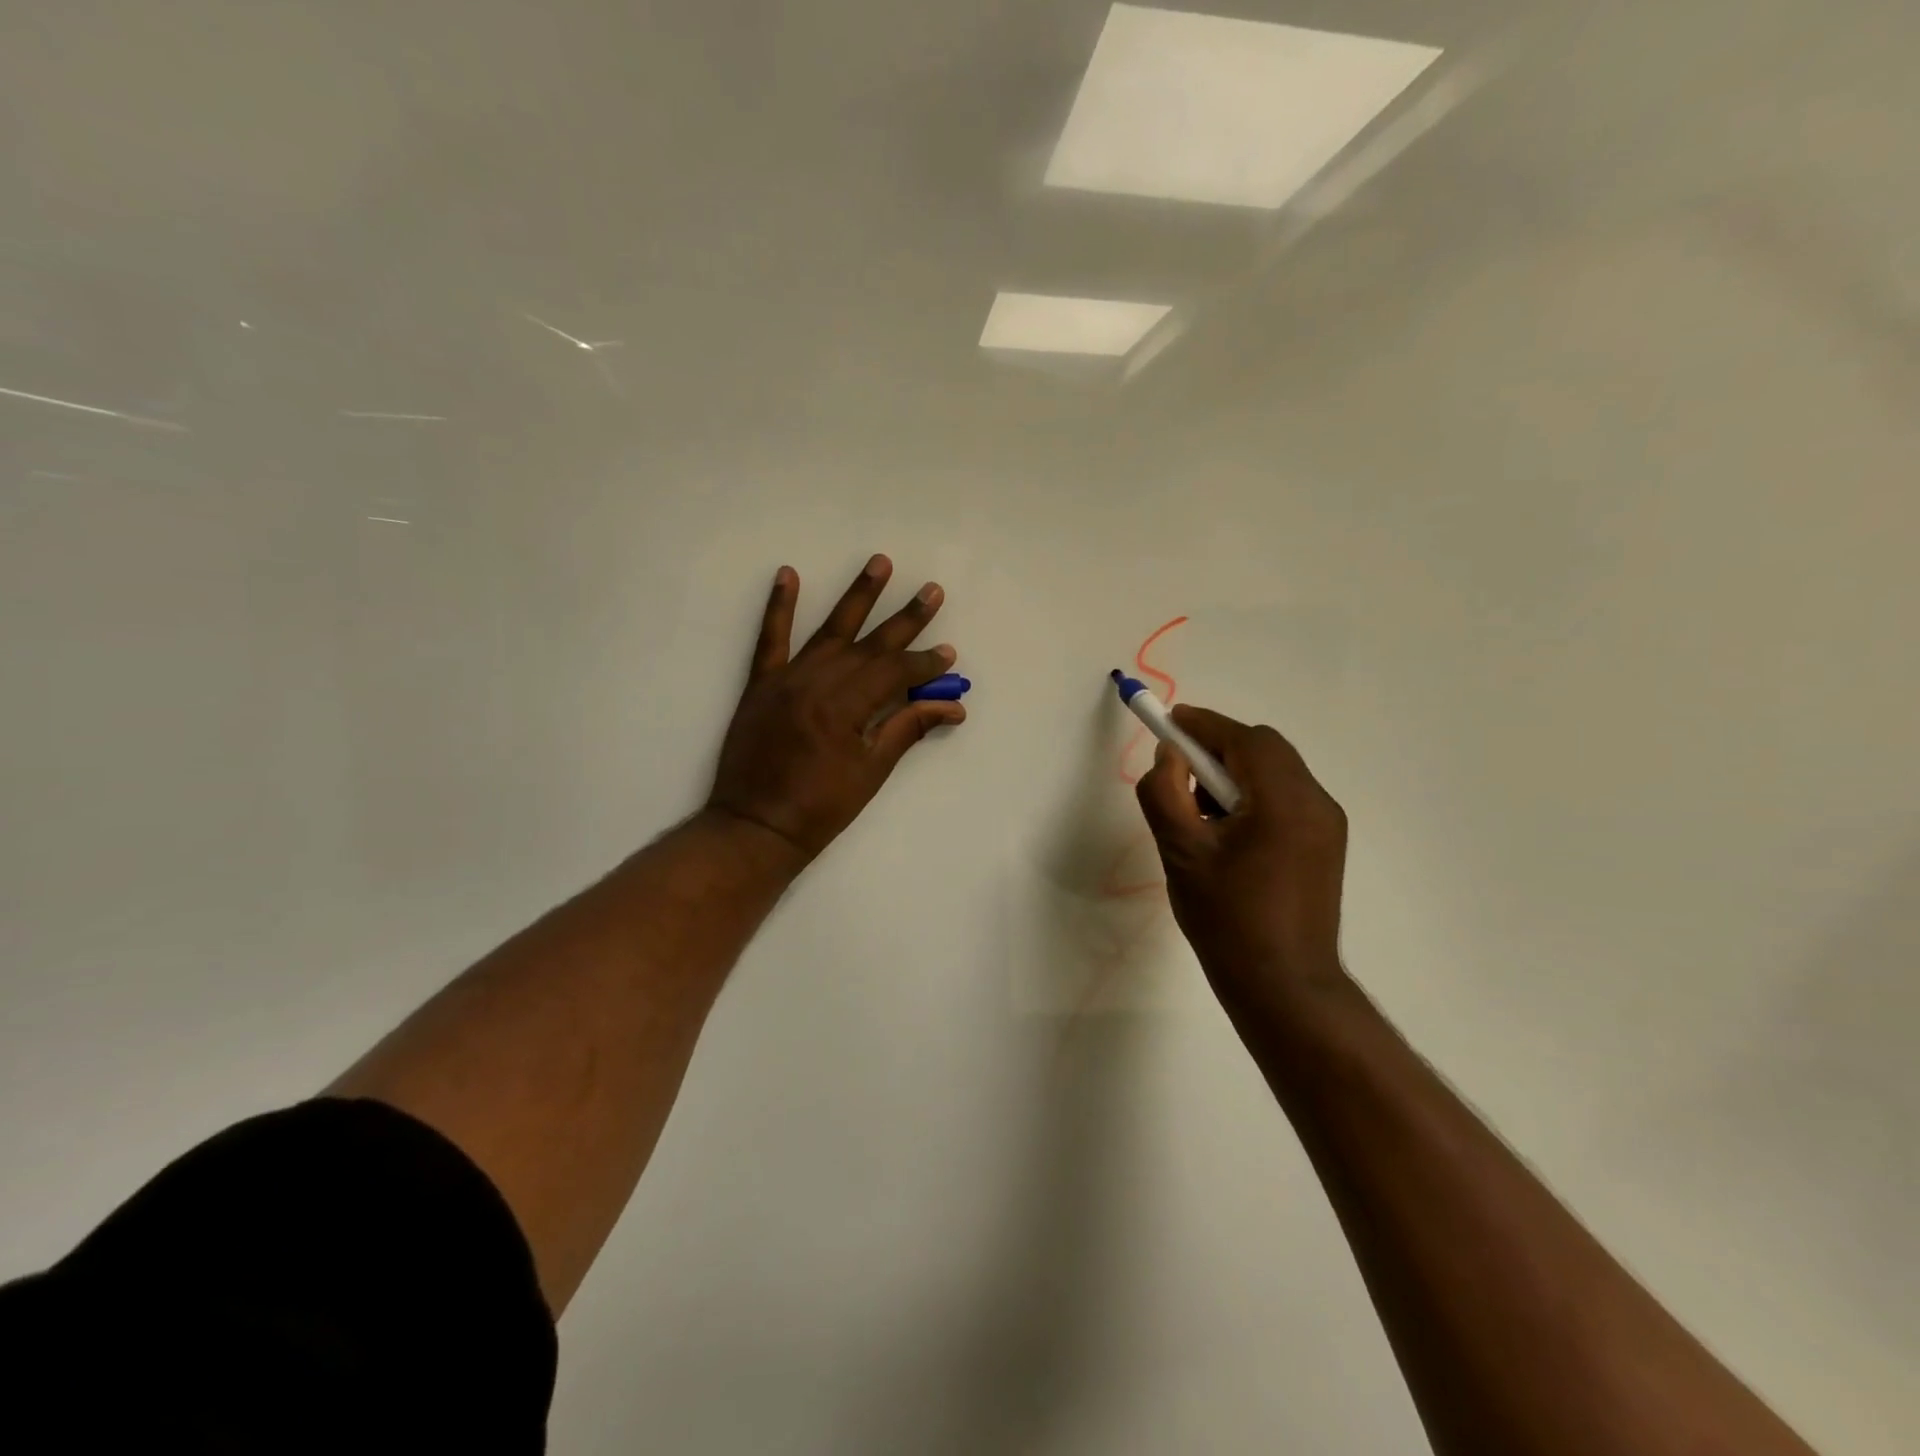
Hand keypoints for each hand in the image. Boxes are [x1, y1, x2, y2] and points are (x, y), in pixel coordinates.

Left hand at [705, 555, 964, 866]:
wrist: (754, 826)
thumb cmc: (820, 808)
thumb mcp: (870, 773)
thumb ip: (906, 730)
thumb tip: (951, 707)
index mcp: (845, 708)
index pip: (894, 672)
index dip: (924, 663)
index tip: (948, 655)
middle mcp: (817, 683)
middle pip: (870, 645)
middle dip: (905, 619)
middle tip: (931, 590)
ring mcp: (786, 680)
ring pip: (829, 631)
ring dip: (857, 597)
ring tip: (880, 563)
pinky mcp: (761, 685)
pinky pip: (770, 639)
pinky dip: (778, 606)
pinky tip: (788, 574)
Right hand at [1135, 706, 1348, 1006]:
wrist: (1283, 987)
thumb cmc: (1227, 920)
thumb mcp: (1180, 852)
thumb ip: (1165, 792)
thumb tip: (1170, 755)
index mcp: (1285, 801)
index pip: (1244, 739)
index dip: (1203, 725)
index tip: (1168, 723)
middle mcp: (1316, 803)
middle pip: (1264, 749)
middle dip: (1217, 749)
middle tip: (1179, 775)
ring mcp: (1327, 825)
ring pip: (1275, 772)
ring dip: (1234, 775)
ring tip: (1200, 815)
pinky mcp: (1325, 845)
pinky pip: (1285, 798)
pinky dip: (1252, 797)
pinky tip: (1227, 834)